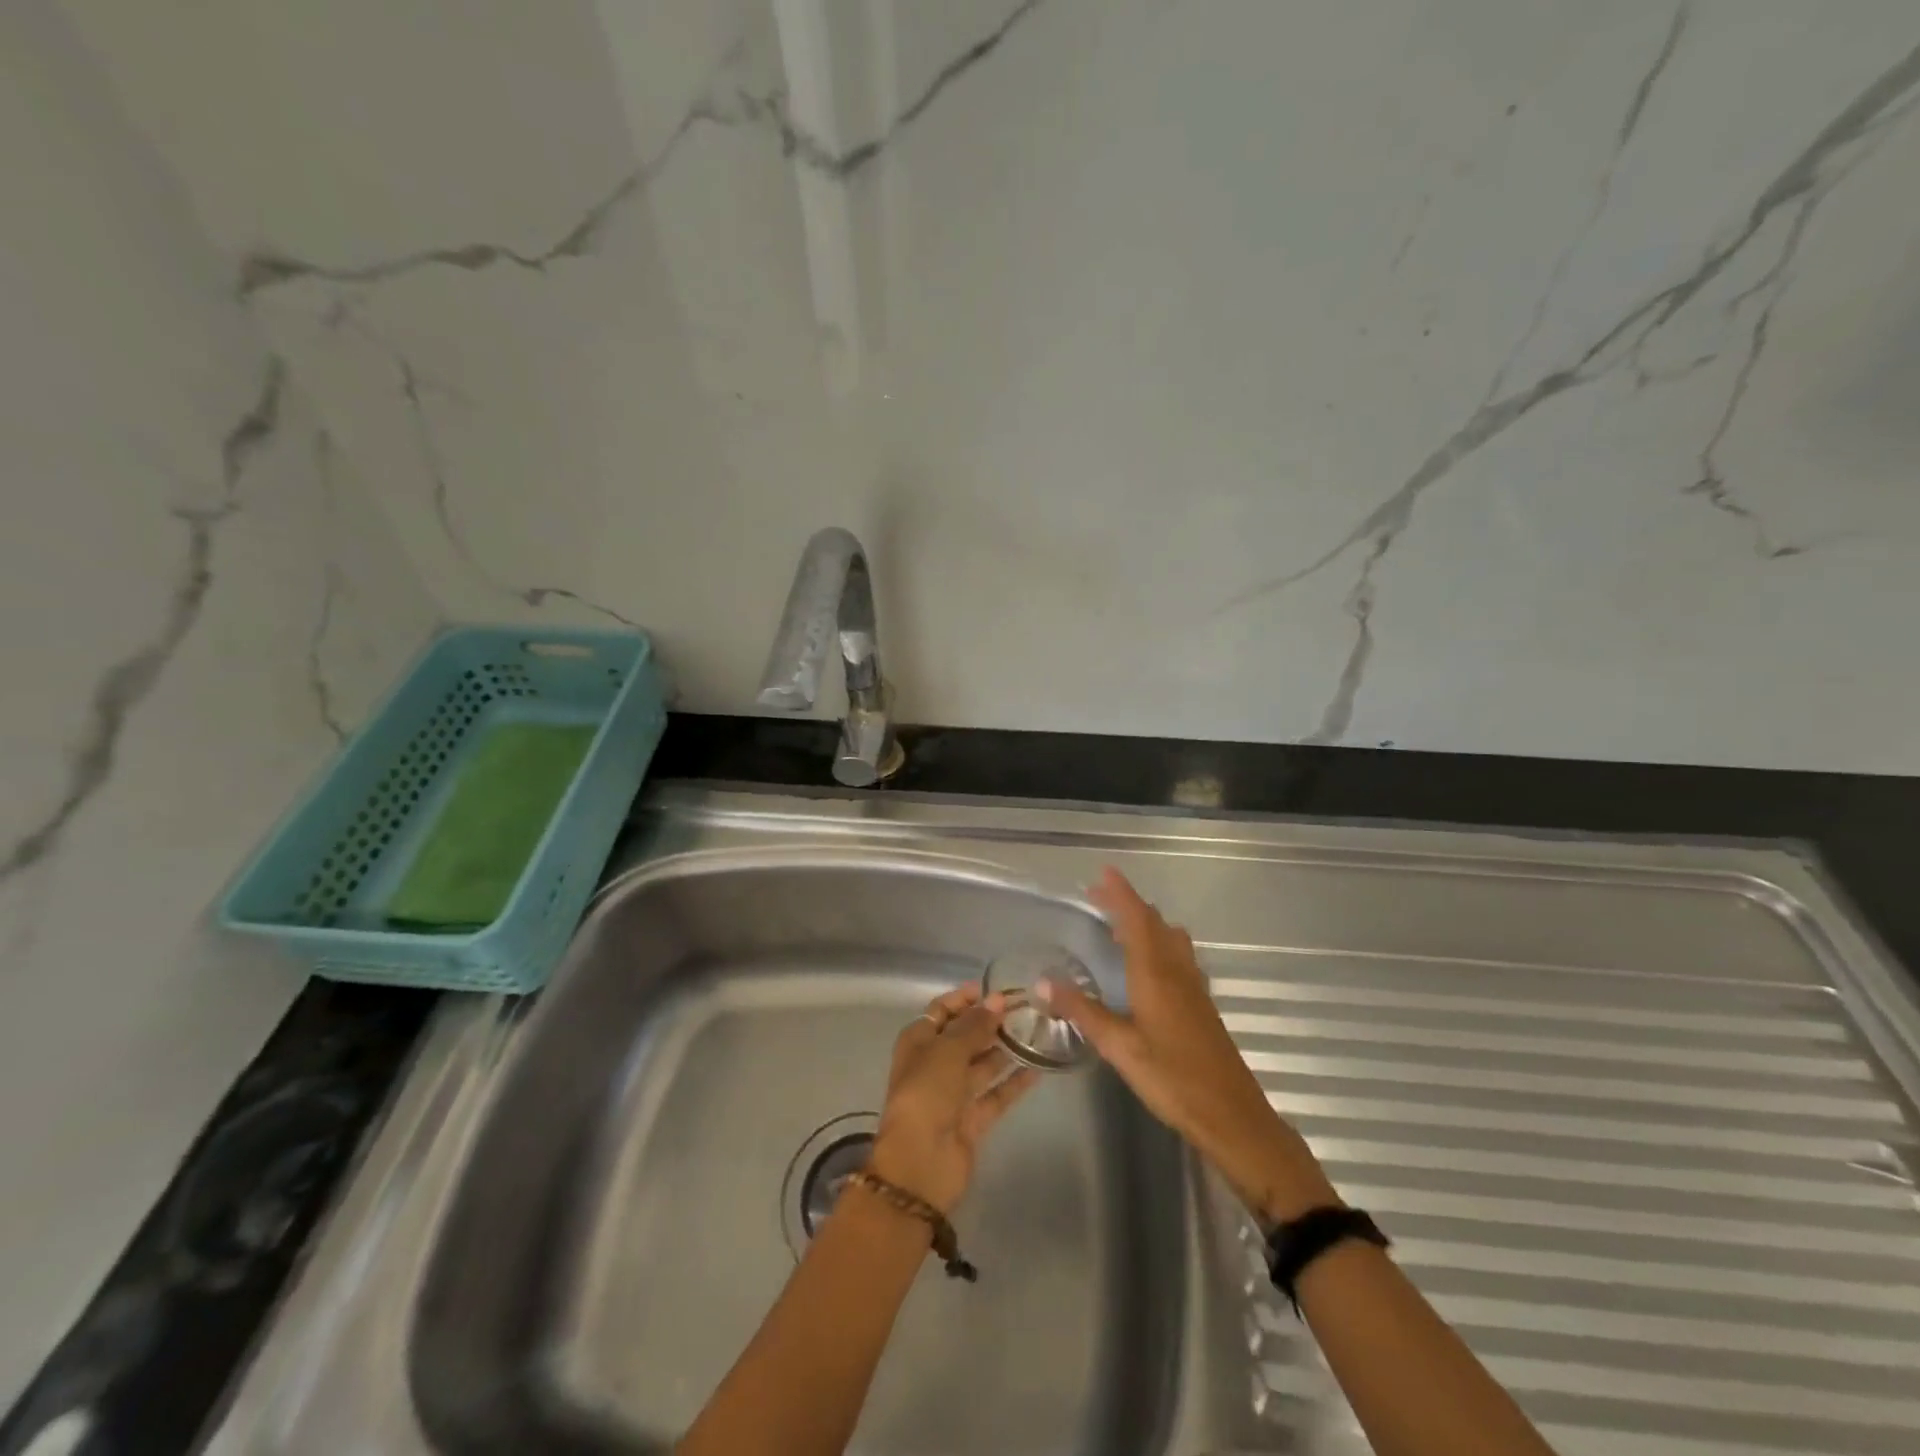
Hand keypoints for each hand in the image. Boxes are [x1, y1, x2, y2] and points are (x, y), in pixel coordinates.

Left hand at [868, 984, 1039, 1215]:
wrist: (921, 1164)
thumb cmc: (926, 1094)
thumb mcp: (947, 1051)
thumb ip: (974, 1025)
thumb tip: (997, 1001)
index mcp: (918, 1042)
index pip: (942, 1010)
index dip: (966, 998)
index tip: (996, 989)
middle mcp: (934, 1064)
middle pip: (964, 1035)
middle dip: (990, 1022)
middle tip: (1025, 1009)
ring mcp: (954, 1093)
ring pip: (983, 1063)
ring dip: (1004, 1049)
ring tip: (1036, 1031)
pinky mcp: (972, 1119)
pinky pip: (996, 1093)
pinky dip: (1014, 1082)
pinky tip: (1038, 1067)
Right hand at [1038, 868, 1338, 1222]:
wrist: (1231, 1115)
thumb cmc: (1172, 1078)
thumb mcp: (1120, 1046)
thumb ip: (1082, 1011)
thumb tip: (1043, 981)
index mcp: (1156, 973)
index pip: (1137, 919)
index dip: (1121, 893)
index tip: (1104, 872)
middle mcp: (1177, 971)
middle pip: (1154, 923)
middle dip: (1128, 905)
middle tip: (1100, 899)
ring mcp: (1194, 987)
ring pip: (1171, 939)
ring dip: (1147, 924)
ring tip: (1121, 928)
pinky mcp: (1202, 1005)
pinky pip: (1179, 957)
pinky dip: (1159, 945)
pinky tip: (1150, 968)